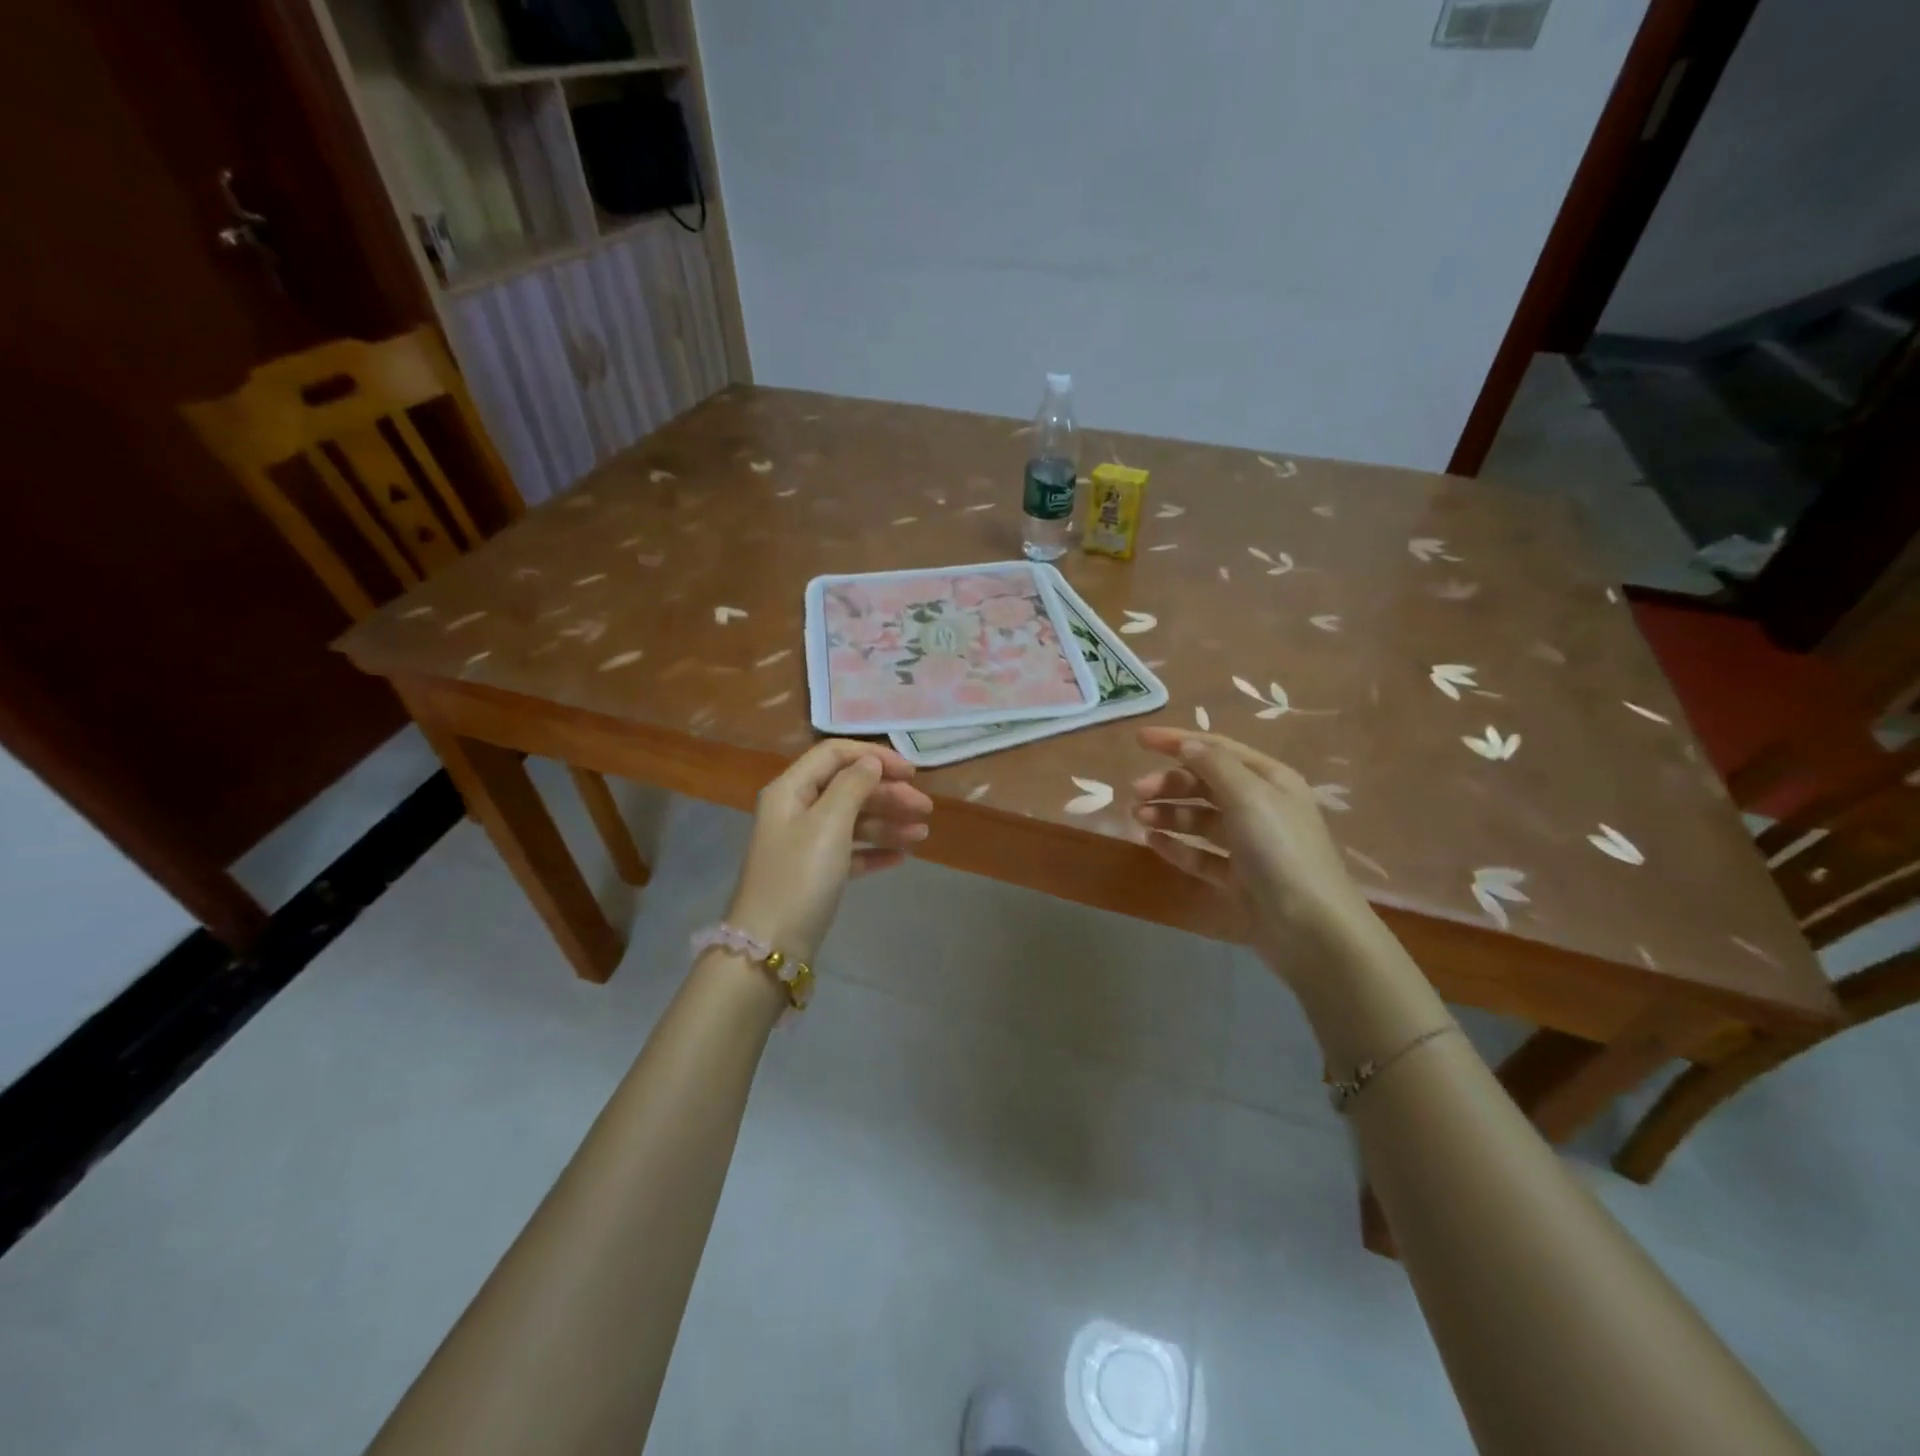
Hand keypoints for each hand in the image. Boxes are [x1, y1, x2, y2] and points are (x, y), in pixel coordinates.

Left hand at [724, 739, 931, 963]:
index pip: (835, 755)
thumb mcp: (829, 824)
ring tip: (922, 835)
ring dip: (888, 823)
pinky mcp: (815, 873)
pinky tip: (901, 858)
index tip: (912, 772)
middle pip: (848, 788)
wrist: (770, 946)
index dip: (874, 757)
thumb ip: (853, 786)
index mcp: (791, 790)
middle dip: (889, 794)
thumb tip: (870, 761)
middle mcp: (796, 810)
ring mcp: (805, 844)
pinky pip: (850, 852)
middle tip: (926, 808)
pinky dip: (874, 851)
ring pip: (853, 821)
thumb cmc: (800, 876)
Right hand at [1130, 727, 1376, 982]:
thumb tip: (1187, 743)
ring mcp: (1250, 845)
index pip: (1217, 749)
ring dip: (1168, 813)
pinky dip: (1177, 846)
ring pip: (1200, 820)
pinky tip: (1152, 842)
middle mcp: (1261, 807)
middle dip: (1169, 783)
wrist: (1311, 928)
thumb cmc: (1281, 851)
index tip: (1139, 740)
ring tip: (1138, 817)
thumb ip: (1214, 765)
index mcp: (1269, 779)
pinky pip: (1201, 855)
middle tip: (1136, 792)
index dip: (1178, 741)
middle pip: (1205, 784)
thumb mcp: (1249, 796)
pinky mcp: (1239, 878)